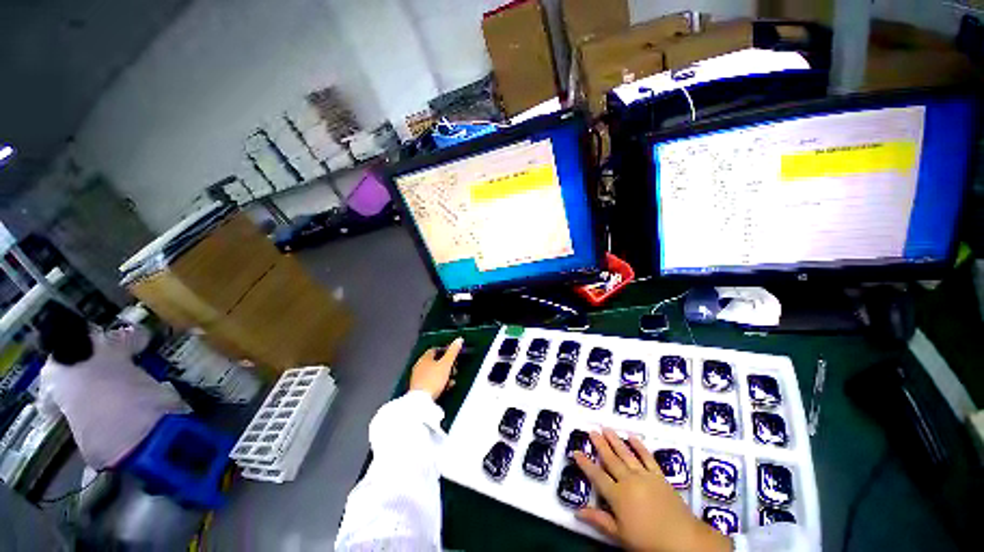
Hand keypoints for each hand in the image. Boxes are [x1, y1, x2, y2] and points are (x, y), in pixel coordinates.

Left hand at [409, 337, 462, 399]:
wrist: (421, 401)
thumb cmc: (433, 379)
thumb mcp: (446, 364)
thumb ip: (453, 351)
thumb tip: (459, 339)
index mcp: (424, 358)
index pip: (434, 350)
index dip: (444, 351)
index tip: (452, 354)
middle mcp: (419, 366)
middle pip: (435, 361)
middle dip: (446, 364)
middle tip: (454, 368)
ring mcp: (418, 378)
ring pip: (434, 372)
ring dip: (444, 374)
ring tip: (452, 379)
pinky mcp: (419, 388)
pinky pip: (431, 382)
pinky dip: (439, 382)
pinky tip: (446, 387)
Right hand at [573, 429, 731, 551]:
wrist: (682, 540)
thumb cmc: (647, 541)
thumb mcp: (620, 535)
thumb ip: (599, 520)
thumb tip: (577, 511)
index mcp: (617, 495)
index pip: (596, 476)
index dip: (585, 464)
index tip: (575, 451)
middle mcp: (628, 480)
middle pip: (610, 459)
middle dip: (599, 445)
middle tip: (591, 430)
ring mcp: (644, 476)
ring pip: (626, 454)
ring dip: (615, 440)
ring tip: (606, 428)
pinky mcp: (659, 476)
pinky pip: (647, 457)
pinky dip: (639, 446)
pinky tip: (632, 437)